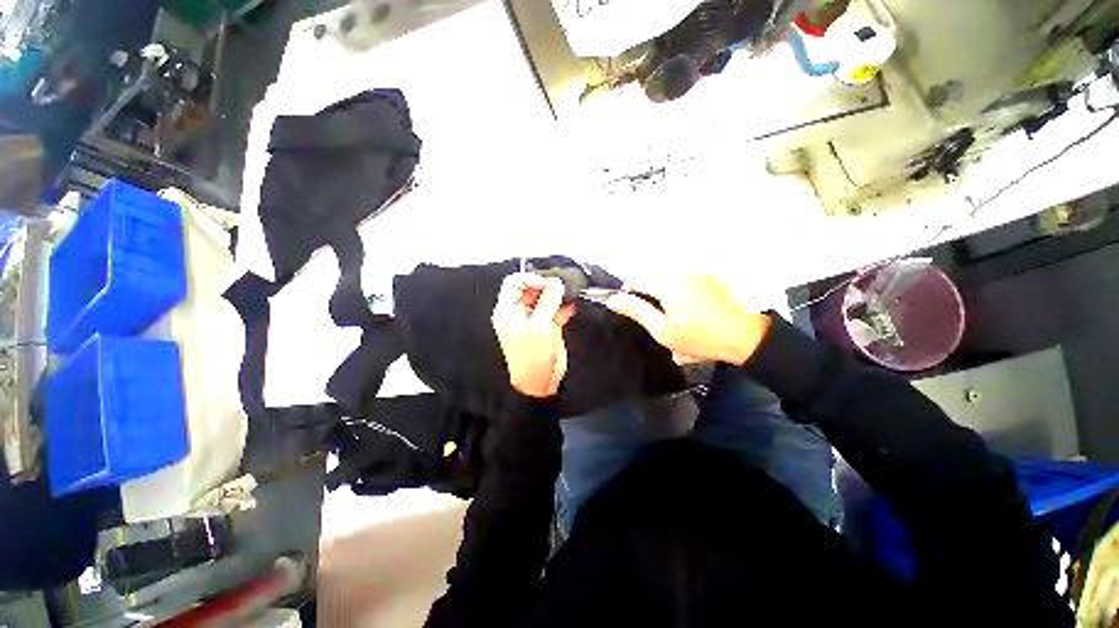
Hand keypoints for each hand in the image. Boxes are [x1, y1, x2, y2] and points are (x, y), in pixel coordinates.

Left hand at [492, 273, 576, 397]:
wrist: (540, 382)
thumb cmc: (532, 356)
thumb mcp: (539, 326)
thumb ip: (548, 301)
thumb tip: (556, 282)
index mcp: (508, 310)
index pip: (514, 283)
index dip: (530, 279)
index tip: (547, 282)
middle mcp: (520, 312)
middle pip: (532, 289)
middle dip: (547, 286)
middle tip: (562, 287)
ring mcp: (535, 319)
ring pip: (545, 299)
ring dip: (557, 296)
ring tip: (569, 294)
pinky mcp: (548, 326)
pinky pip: (555, 310)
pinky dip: (564, 307)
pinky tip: (572, 306)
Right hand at [605, 275, 771, 365]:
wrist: (748, 336)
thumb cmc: (703, 338)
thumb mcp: (665, 332)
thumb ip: (638, 312)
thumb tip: (613, 300)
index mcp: (668, 284)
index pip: (636, 279)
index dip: (629, 294)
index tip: (636, 312)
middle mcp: (681, 271)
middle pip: (650, 276)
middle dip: (647, 295)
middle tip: (658, 318)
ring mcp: (696, 270)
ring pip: (665, 277)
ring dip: (662, 292)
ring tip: (674, 314)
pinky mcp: (707, 274)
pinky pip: (681, 277)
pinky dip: (676, 289)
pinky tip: (689, 308)